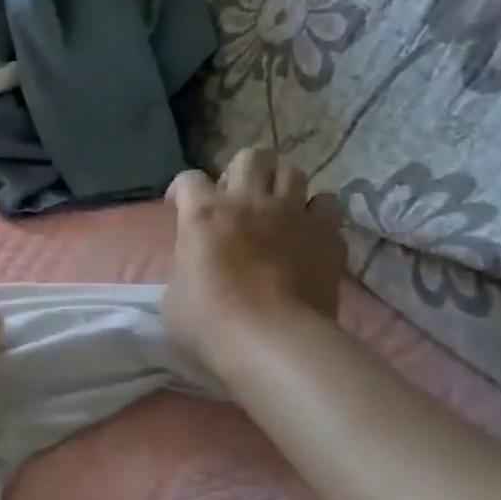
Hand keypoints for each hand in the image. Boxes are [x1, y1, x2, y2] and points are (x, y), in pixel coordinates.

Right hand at [163, 149, 345, 367]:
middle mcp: (248, 202)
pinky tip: (307, 232)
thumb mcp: (173, 296)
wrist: (273, 343)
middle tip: (234, 199)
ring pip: (292, 172)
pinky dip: (316, 214)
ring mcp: (292, 215)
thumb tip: (194, 266)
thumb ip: (183, 267)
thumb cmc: (210, 323)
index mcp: (203, 213)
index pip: (188, 179)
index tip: (179, 207)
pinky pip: (327, 205)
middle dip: (240, 171)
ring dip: (280, 185)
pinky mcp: (326, 235)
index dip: (181, 190)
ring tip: (274, 208)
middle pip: (251, 156)